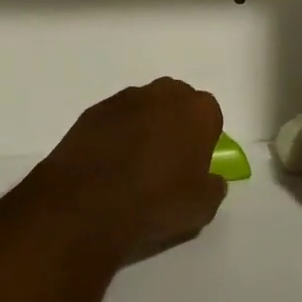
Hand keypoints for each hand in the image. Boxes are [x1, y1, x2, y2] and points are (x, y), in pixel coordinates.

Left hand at [33, 78, 228, 264]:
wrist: (88, 204)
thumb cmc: (156, 202)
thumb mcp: (201, 208)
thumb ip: (213, 187)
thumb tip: (211, 179)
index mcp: (198, 111)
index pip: (210, 117)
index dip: (203, 141)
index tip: (193, 166)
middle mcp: (164, 93)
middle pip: (177, 103)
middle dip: (175, 125)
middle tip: (166, 163)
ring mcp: (126, 98)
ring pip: (144, 108)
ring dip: (144, 127)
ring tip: (134, 166)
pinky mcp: (94, 110)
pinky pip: (114, 119)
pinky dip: (115, 135)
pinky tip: (108, 165)